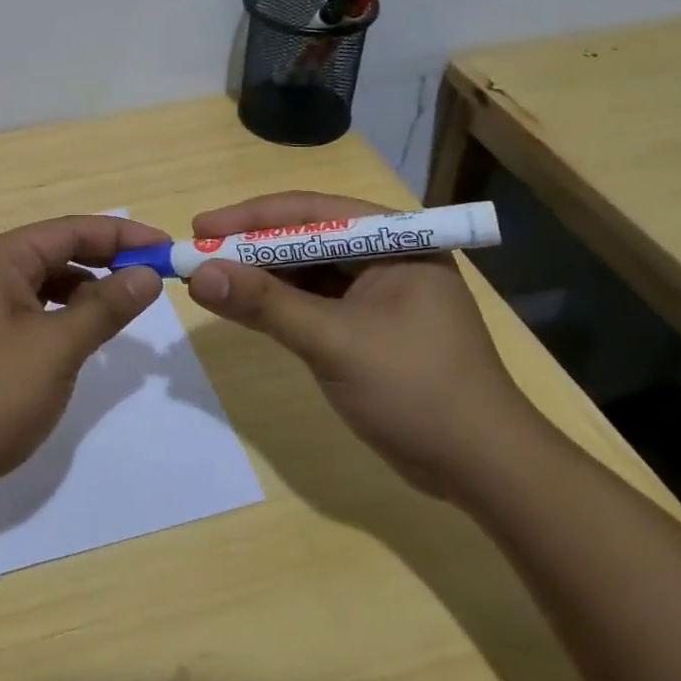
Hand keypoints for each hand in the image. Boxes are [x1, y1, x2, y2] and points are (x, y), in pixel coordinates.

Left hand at [0, 215, 167, 521]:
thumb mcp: (56, 347)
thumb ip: (105, 307)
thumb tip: (148, 274)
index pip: (71, 230)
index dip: (122, 235)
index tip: (167, 249)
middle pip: (58, 253)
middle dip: (107, 261)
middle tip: (156, 279)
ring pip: (47, 286)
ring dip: (88, 292)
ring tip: (128, 309)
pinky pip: (35, 316)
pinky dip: (66, 319)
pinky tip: (88, 338)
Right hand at [185, 191, 549, 499]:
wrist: (483, 469)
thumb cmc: (416, 390)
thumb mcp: (334, 342)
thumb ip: (265, 304)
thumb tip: (198, 275)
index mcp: (394, 241)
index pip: (311, 212)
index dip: (250, 217)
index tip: (199, 229)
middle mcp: (386, 255)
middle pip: (304, 238)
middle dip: (250, 247)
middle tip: (197, 256)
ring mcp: (378, 292)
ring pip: (304, 271)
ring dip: (258, 277)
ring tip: (207, 281)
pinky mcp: (368, 325)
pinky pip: (312, 301)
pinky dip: (276, 305)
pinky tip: (240, 307)